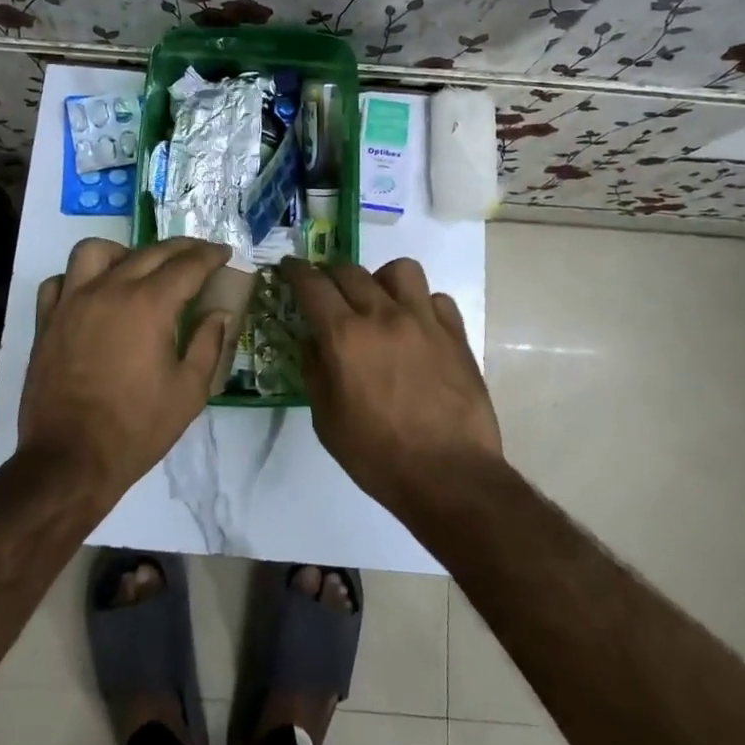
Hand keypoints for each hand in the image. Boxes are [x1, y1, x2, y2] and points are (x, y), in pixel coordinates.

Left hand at [20, 237, 232, 501]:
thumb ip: (209, 344)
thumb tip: (219, 313)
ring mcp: (72, 302)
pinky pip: (60, 281)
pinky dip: (78, 280)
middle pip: (149, 252)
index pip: (187, 265)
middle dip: (180, 248)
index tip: (224, 252)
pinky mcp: (46, 321)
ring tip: (137, 269)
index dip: (210, 255)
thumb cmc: (137, 429)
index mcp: (149, 305)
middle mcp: (109, 291)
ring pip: (95, 251)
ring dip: (123, 253)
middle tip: (198, 256)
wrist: (70, 460)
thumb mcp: (189, 392)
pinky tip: (93, 295)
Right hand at [281, 256, 502, 515]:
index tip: (288, 267)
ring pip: (400, 270)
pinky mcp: (455, 334)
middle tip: (327, 292)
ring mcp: (424, 321)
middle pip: (351, 270)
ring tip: (379, 302)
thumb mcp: (327, 422)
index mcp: (345, 336)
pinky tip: (417, 327)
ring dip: (381, 279)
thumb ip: (315, 372)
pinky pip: (436, 298)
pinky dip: (421, 305)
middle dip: (331, 275)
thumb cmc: (378, 456)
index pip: (313, 285)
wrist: (450, 476)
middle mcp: (383, 316)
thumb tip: (312, 341)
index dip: (295, 271)